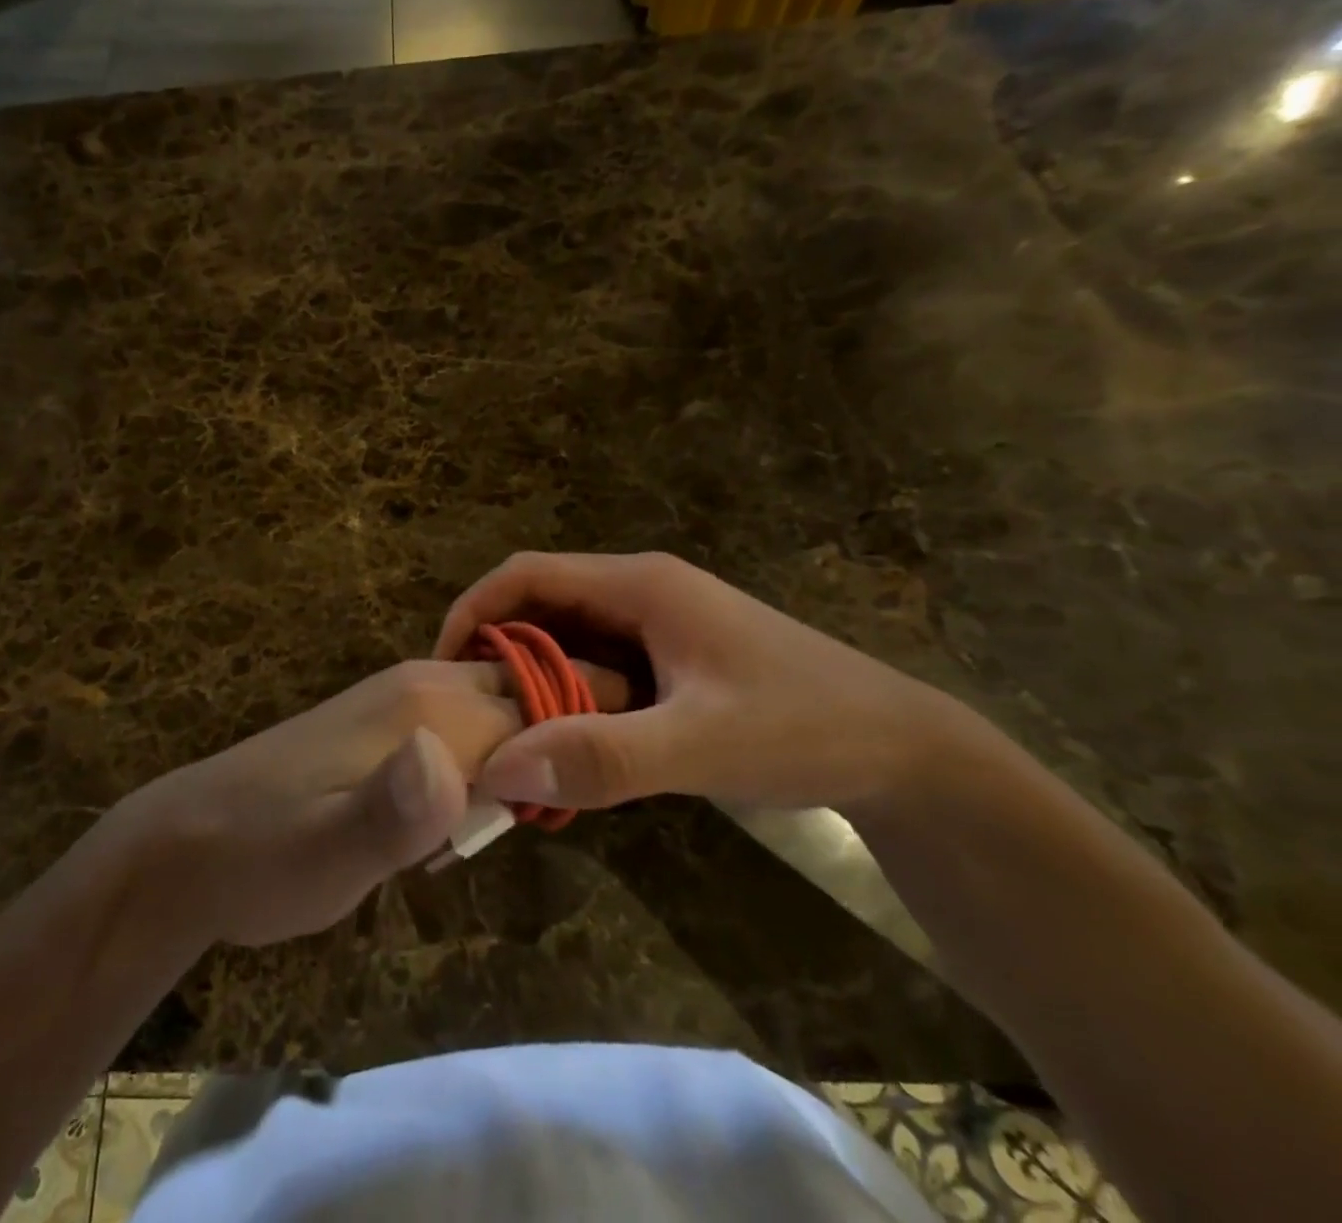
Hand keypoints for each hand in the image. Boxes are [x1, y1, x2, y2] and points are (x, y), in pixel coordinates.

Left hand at [115, 658, 627, 946]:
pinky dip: (484, 762)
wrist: (188, 843)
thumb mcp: (328, 855)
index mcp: (427, 705)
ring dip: (522, 756)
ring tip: (503, 826)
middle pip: (527, 693)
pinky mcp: (384, 724)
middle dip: (560, 741)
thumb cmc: (264, 855)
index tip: (595, 797)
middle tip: (554, 815)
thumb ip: (392, 812)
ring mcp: (400, 698)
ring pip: (498, 707)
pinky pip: (464, 724)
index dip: (582, 745)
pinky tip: (458, 817)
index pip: (543, 704)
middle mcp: (422, 684)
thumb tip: (452, 762)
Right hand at [434, 551, 952, 814]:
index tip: (439, 665)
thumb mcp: (703, 744)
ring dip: (529, 677)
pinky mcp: (669, 660)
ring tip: (499, 731)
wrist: (902, 752)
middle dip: (494, 649)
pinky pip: (594, 665)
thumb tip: (499, 767)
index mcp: (639, 585)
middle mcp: (640, 592)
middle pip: (540, 603)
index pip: (526, 575)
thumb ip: (604, 755)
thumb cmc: (806, 728)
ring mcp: (656, 625)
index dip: (473, 609)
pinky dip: (564, 696)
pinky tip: (559, 742)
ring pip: (565, 637)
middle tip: (463, 712)